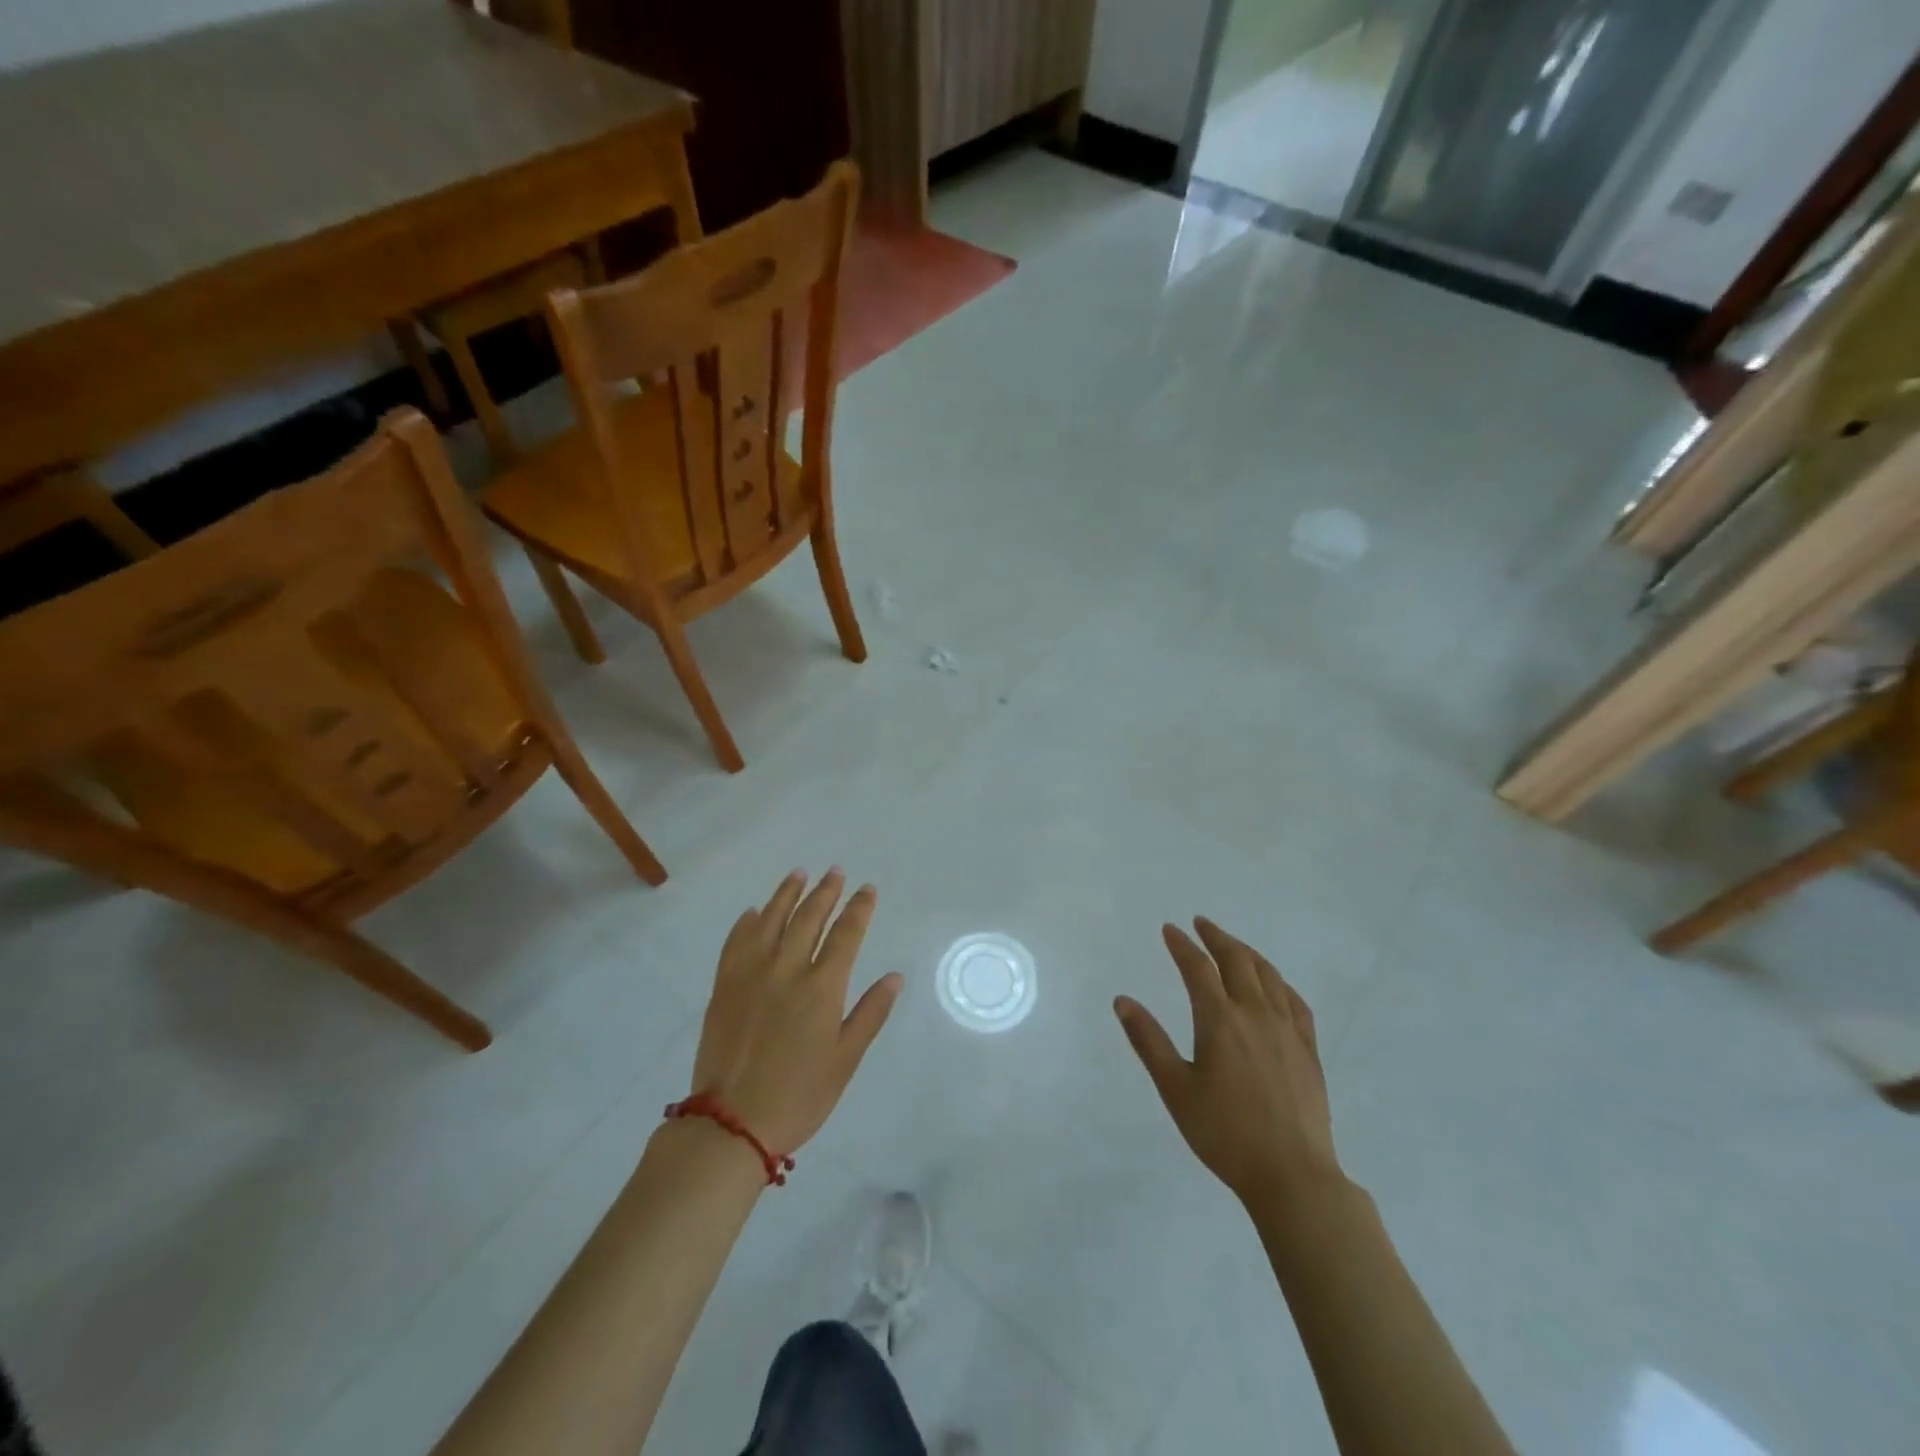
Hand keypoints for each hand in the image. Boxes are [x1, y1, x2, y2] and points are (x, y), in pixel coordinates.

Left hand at [690, 869, 901, 1155]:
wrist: (732, 1122)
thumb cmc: (799, 1095)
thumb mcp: (845, 1060)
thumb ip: (870, 1013)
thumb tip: (894, 976)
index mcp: (821, 987)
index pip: (846, 934)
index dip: (858, 908)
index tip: (867, 889)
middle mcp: (787, 969)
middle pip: (809, 918)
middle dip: (826, 892)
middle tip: (836, 872)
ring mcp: (751, 974)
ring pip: (771, 920)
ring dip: (787, 894)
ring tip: (799, 874)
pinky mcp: (724, 986)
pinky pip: (736, 942)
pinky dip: (747, 922)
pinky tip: (754, 912)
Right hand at [1115, 918, 1339, 1209]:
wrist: (1292, 1176)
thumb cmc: (1224, 1133)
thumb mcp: (1175, 1088)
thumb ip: (1148, 1041)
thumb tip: (1122, 1000)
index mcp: (1220, 1020)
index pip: (1197, 968)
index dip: (1182, 945)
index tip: (1169, 929)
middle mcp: (1255, 1014)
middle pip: (1237, 961)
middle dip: (1217, 937)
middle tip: (1201, 924)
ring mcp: (1287, 1030)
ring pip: (1269, 975)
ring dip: (1247, 953)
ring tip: (1233, 945)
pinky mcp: (1309, 1050)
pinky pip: (1296, 1002)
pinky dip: (1280, 983)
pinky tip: (1275, 985)